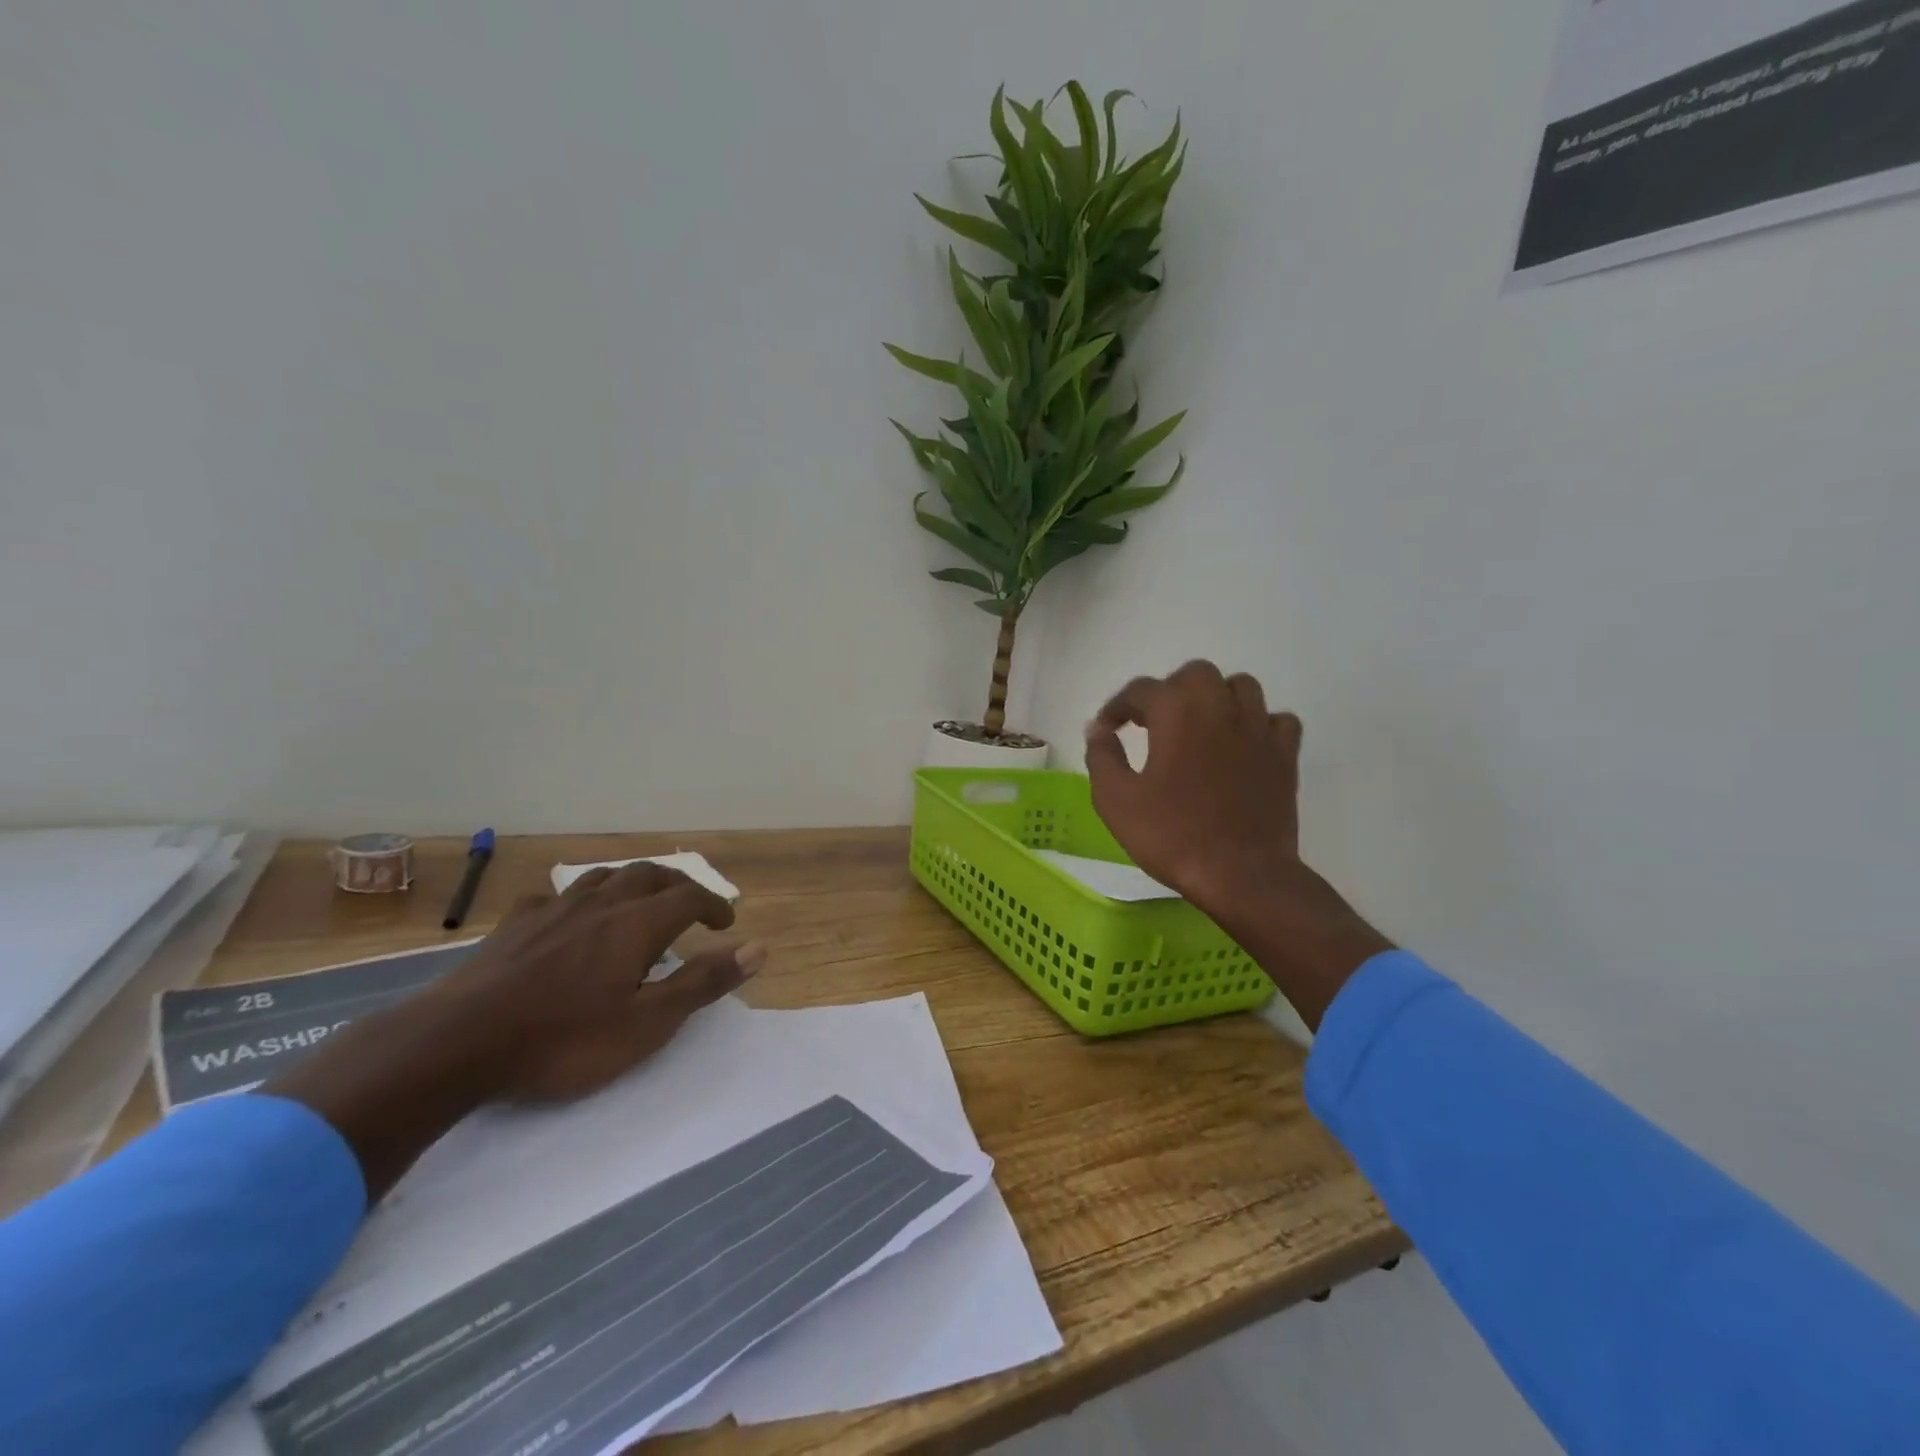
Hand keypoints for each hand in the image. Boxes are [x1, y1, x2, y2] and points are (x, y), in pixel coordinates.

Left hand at [431, 861, 762, 1101]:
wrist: (456, 1044)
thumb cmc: (563, 1040)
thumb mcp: (647, 1024)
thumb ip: (703, 983)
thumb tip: (759, 949)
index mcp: (637, 924)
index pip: (690, 898)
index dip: (715, 905)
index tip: (727, 923)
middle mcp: (601, 904)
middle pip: (649, 875)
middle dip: (678, 885)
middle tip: (692, 905)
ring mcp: (553, 910)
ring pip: (603, 877)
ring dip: (631, 883)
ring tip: (639, 901)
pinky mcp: (514, 925)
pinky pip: (555, 896)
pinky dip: (577, 900)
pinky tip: (569, 917)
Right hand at [1083, 660, 1304, 918]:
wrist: (1240, 875)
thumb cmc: (1171, 835)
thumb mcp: (1115, 800)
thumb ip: (1102, 756)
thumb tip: (1098, 728)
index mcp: (1176, 712)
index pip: (1140, 690)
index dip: (1117, 707)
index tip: (1107, 729)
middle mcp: (1220, 706)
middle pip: (1195, 674)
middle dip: (1170, 691)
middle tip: (1153, 723)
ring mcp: (1258, 728)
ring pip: (1240, 686)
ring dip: (1216, 698)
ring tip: (1200, 725)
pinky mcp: (1285, 754)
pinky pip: (1276, 720)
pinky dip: (1258, 724)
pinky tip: (1242, 745)